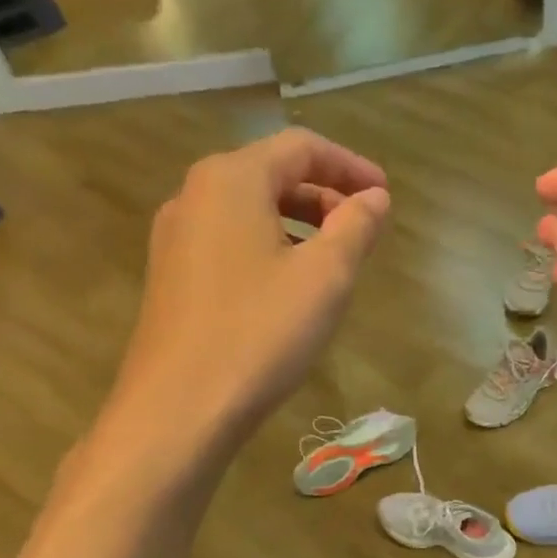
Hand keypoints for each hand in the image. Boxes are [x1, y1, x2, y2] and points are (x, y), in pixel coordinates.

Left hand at [105, 128, 389, 450]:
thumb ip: (356, 227)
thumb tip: (374, 198)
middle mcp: (194, 196)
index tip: (385, 196)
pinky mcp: (171, 278)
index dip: (350, 166)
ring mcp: (175, 239)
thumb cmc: (259, 334)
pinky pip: (230, 243)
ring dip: (298, 224)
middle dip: (325, 196)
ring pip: (249, 212)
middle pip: (271, 174)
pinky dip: (269, 248)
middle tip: (364, 230)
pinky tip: (289, 289)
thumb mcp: (324, 277)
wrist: (177, 409)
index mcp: (231, 179)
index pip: (300, 148)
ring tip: (333, 261)